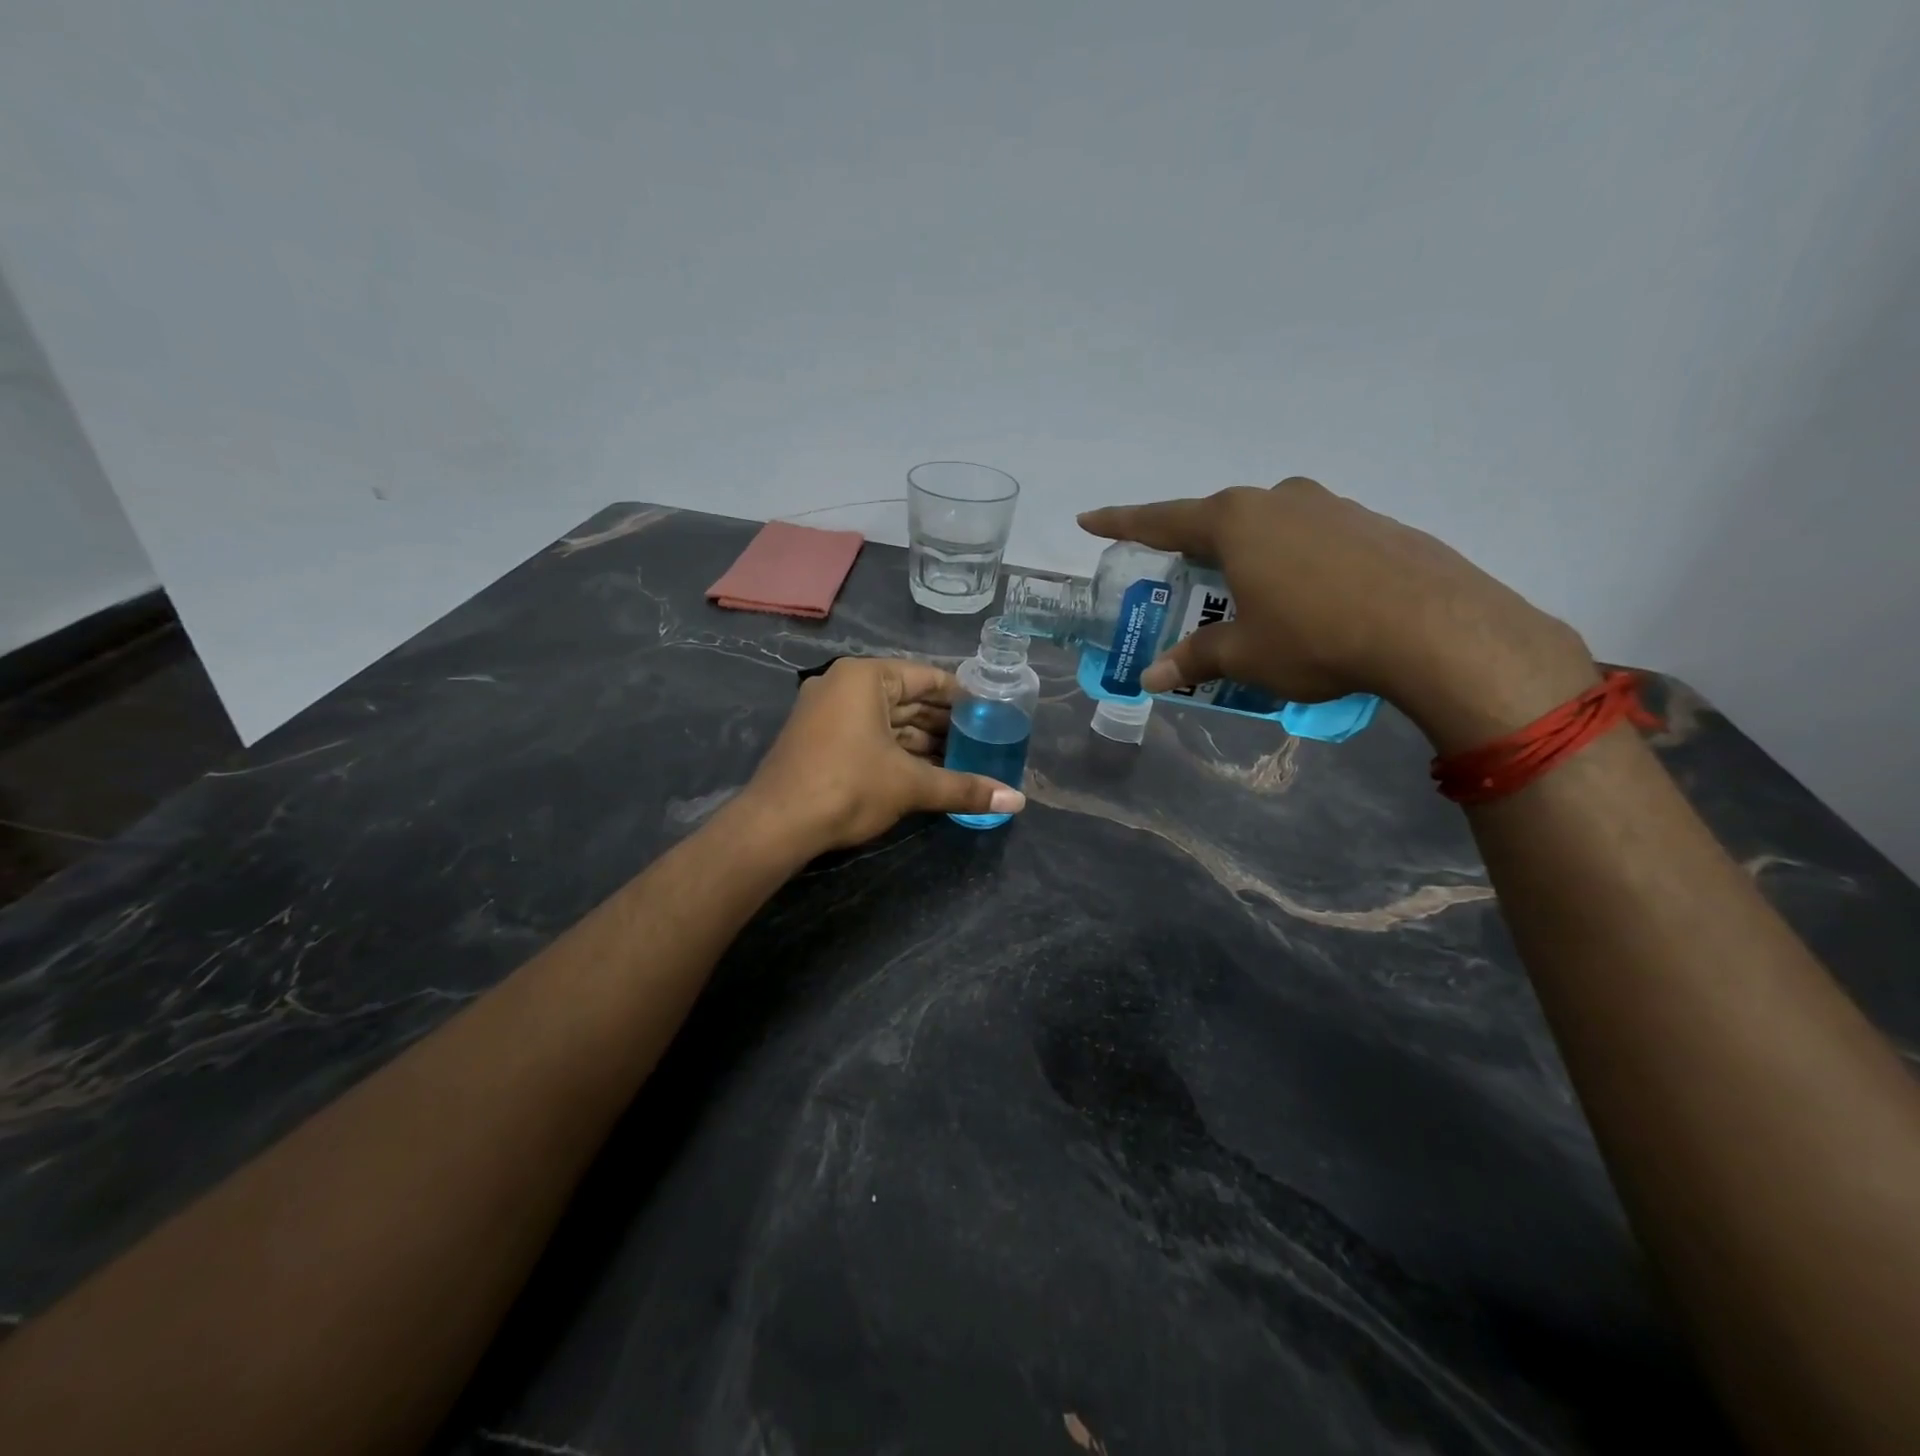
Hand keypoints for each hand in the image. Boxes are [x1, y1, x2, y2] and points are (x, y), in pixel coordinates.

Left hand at [743, 658, 1025, 851]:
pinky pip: (869, 736)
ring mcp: (826, 712)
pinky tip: (927, 771)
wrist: (777, 825)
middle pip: (908, 699)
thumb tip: (1018, 801)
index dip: (962, 696)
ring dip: (923, 741)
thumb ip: (964, 788)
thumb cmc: (848, 787)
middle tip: (983, 740)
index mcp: (865, 677)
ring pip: (887, 721)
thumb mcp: (911, 785)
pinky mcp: (818, 739)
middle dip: (944, 723)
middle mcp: (844, 685)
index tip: (991, 713)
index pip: (927, 678)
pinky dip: (897, 751)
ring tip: (963, 759)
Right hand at [1079, 480, 1599, 753]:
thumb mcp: (1245, 655)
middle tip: (1175, 571)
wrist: (1435, 628)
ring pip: (1269, 526)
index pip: (1162, 520)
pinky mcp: (1372, 524)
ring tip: (1243, 592)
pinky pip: (1311, 538)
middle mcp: (1280, 500)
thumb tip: (1150, 678)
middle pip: (1218, 519)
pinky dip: (1292, 562)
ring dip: (1247, 554)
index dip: (1121, 523)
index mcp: (1236, 522)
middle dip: (1192, 545)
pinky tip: (1305, 598)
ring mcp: (1332, 506)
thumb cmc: (1316, 636)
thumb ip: (1196, 659)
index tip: (1089, 519)